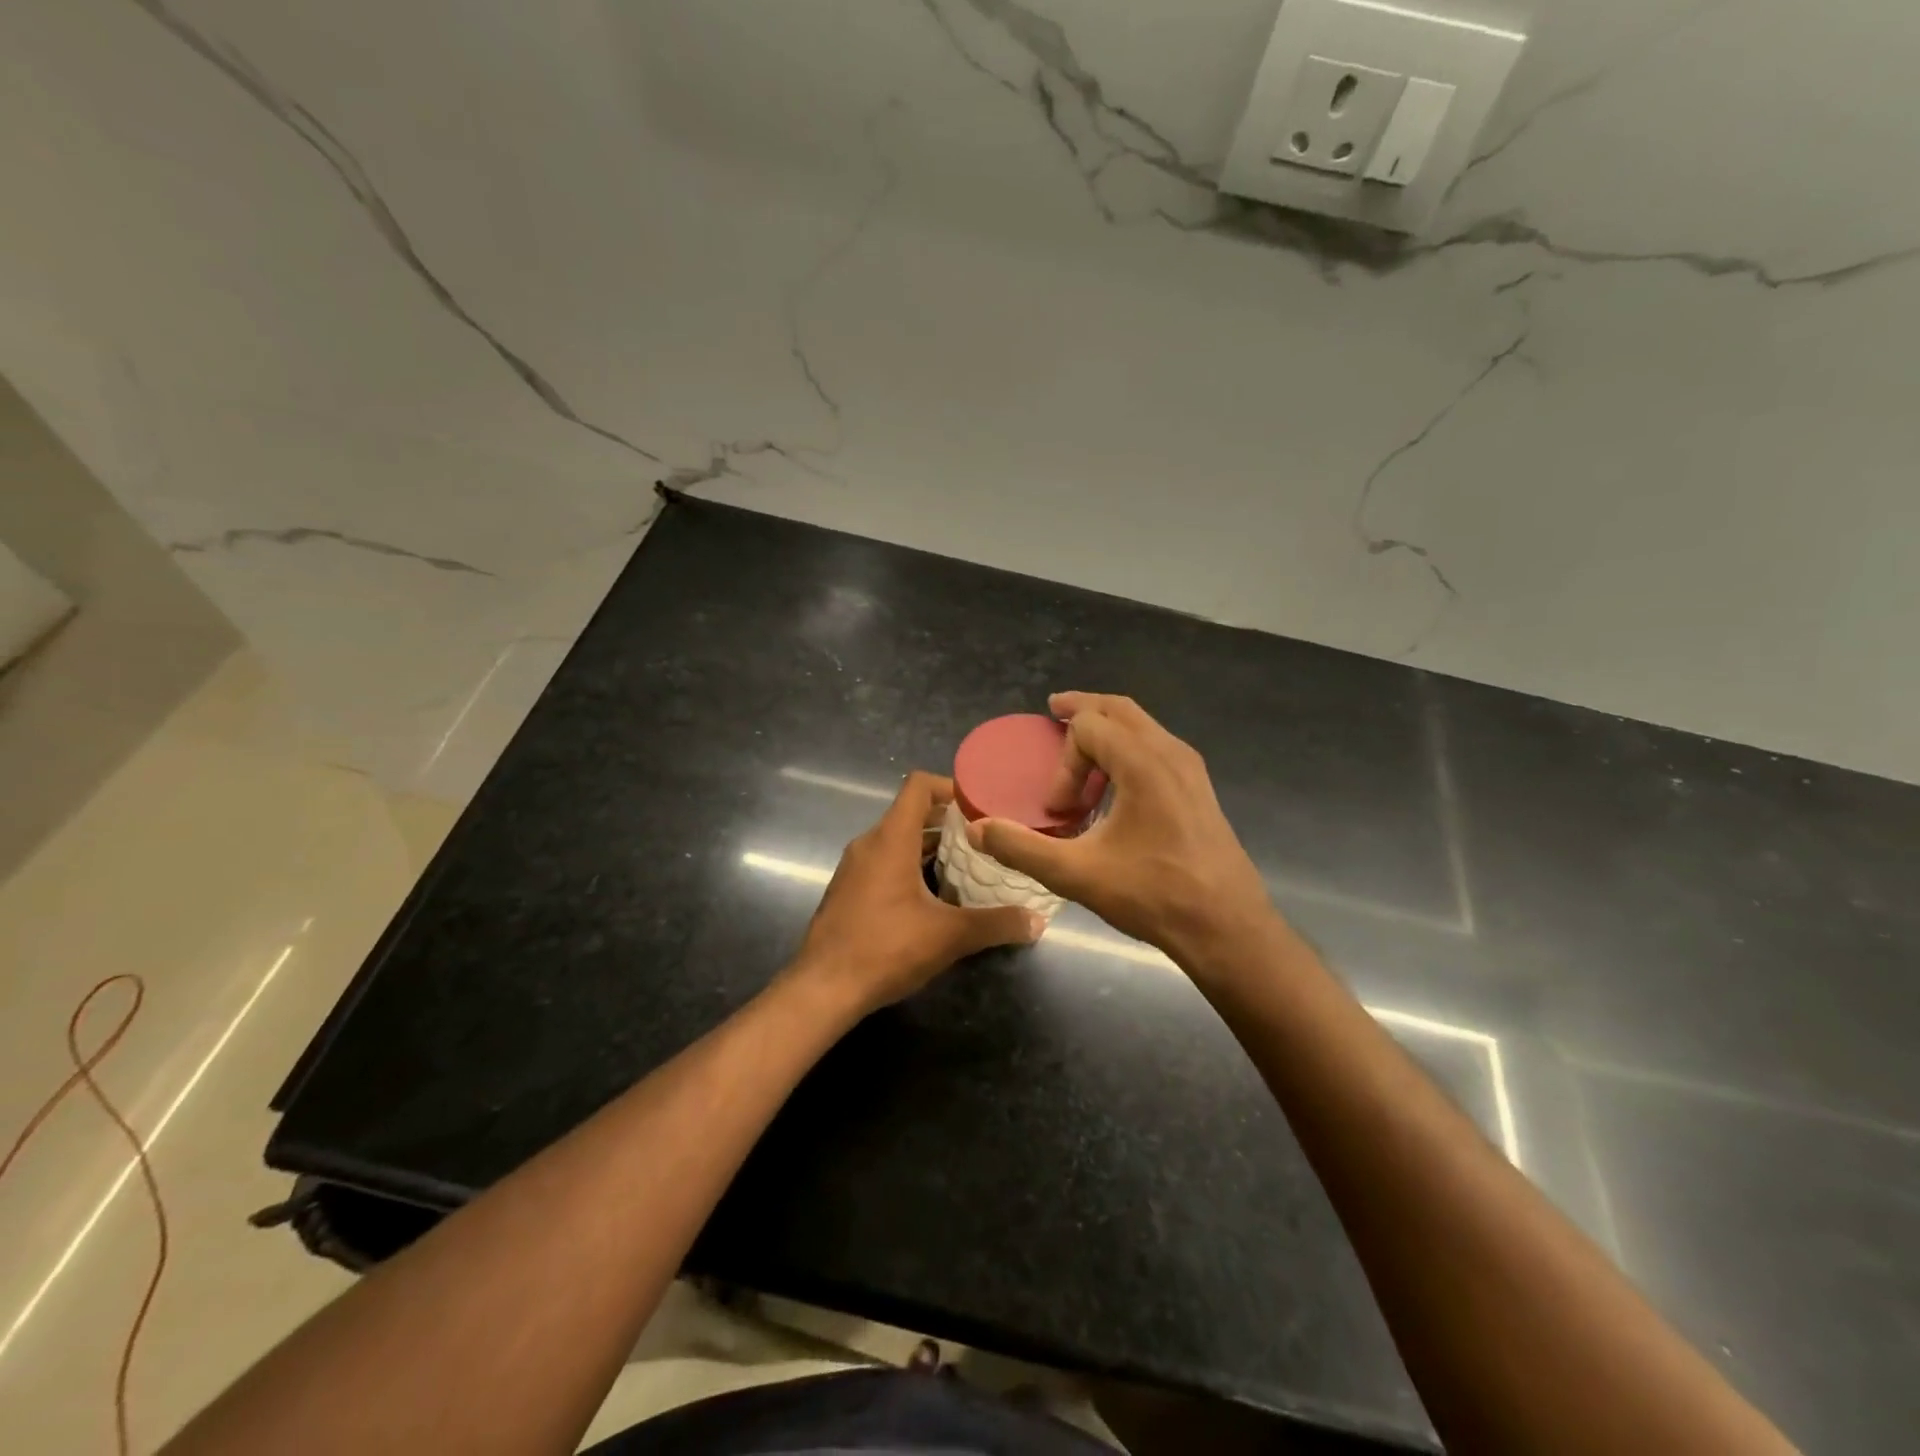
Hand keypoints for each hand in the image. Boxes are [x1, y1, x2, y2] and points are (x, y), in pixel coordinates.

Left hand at [787, 771, 1043, 1016]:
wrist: (823, 989)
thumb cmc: (885, 948)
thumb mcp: (949, 936)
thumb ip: (996, 924)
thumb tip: (1037, 921)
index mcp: (891, 839)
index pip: (919, 786)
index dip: (951, 787)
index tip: (982, 806)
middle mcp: (869, 843)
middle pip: (911, 813)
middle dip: (949, 821)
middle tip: (987, 837)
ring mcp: (854, 867)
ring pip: (898, 840)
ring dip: (931, 846)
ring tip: (968, 865)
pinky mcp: (848, 890)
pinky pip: (884, 862)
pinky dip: (911, 865)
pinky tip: (935, 897)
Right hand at [967, 693, 1276, 971]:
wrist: (1227, 929)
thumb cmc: (1153, 896)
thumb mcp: (1076, 874)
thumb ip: (1021, 848)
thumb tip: (977, 830)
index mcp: (1143, 763)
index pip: (1089, 729)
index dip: (1063, 762)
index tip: (1058, 808)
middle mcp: (1171, 753)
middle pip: (1119, 709)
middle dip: (1083, 710)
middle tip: (1054, 712)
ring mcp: (1191, 769)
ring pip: (1143, 726)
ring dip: (1107, 730)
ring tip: (1082, 754)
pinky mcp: (1199, 790)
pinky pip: (1157, 747)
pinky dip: (1128, 748)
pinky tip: (1117, 786)